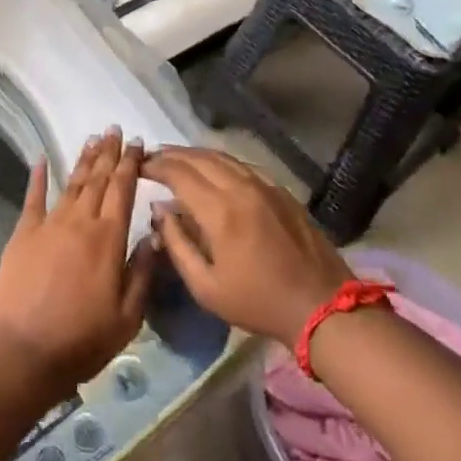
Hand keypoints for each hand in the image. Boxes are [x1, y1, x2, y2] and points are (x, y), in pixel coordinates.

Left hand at [0, 129, 157, 392]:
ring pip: (70, 183)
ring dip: (83, 160)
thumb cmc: (83, 339)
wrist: (24, 351)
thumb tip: (155, 234)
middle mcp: (80, 222)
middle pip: (97, 179)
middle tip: (114, 129)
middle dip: (108, 153)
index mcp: (109, 238)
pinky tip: (40, 158)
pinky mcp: (23, 235)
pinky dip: (37, 177)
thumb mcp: (129, 315)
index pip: (123, 190)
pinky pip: (32, 198)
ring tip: (92, 138)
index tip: (136, 143)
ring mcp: (48, 225)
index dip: (130, 164)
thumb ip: (143, 271)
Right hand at [142, 146, 353, 348]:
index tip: (139, 167)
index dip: (155, 166)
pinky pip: (243, 166)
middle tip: (152, 158)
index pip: (179, 173)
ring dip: (195, 154)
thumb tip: (160, 211)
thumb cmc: (257, 302)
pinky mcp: (281, 191)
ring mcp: (265, 186)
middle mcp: (241, 188)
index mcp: (220, 211)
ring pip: (223, 157)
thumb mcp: (205, 286)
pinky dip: (220, 162)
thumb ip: (176, 244)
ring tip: (176, 159)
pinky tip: (212, 169)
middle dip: (171, 154)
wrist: (321, 306)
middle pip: (199, 157)